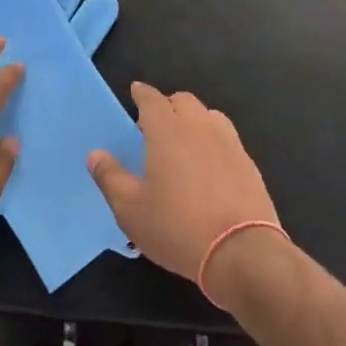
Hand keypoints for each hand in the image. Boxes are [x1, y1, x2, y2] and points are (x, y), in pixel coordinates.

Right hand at [88, 84, 277, 289]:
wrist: (242, 253)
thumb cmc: (178, 228)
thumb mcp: (130, 209)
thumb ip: (110, 177)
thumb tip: (96, 154)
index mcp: (168, 131)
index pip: (152, 99)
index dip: (142, 93)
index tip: (135, 92)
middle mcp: (200, 127)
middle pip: (183, 101)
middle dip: (167, 105)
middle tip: (154, 125)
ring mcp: (229, 144)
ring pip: (209, 116)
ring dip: (193, 120)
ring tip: (183, 142)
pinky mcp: (249, 164)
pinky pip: (227, 138)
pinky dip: (213, 140)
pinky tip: (209, 165)